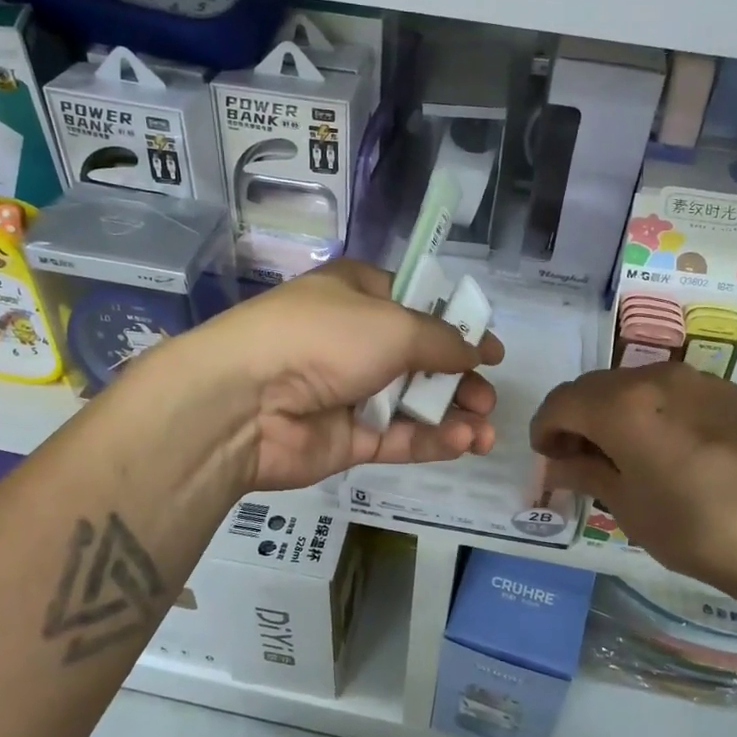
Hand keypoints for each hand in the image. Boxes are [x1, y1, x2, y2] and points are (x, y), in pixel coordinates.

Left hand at [176, 259, 502, 492]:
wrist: (245, 402)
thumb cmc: (324, 339)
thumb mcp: (395, 325)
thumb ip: (443, 341)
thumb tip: (478, 352)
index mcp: (358, 294)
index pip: (417, 305)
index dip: (457, 327)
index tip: (491, 350)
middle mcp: (354, 339)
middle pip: (421, 359)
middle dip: (460, 379)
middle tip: (487, 397)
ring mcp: (349, 391)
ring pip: (412, 403)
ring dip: (453, 415)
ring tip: (485, 430)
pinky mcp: (346, 437)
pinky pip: (397, 437)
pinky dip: (431, 440)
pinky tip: (465, 442)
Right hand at [530, 362, 736, 610]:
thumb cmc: (693, 527)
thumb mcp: (627, 506)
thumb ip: (585, 473)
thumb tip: (558, 463)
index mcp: (621, 404)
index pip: (562, 401)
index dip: (545, 427)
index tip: (546, 455)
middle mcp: (656, 377)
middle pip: (596, 387)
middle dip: (578, 417)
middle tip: (578, 456)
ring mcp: (698, 381)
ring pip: (636, 384)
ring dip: (616, 411)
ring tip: (623, 452)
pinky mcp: (731, 395)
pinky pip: (674, 392)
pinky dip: (654, 411)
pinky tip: (668, 448)